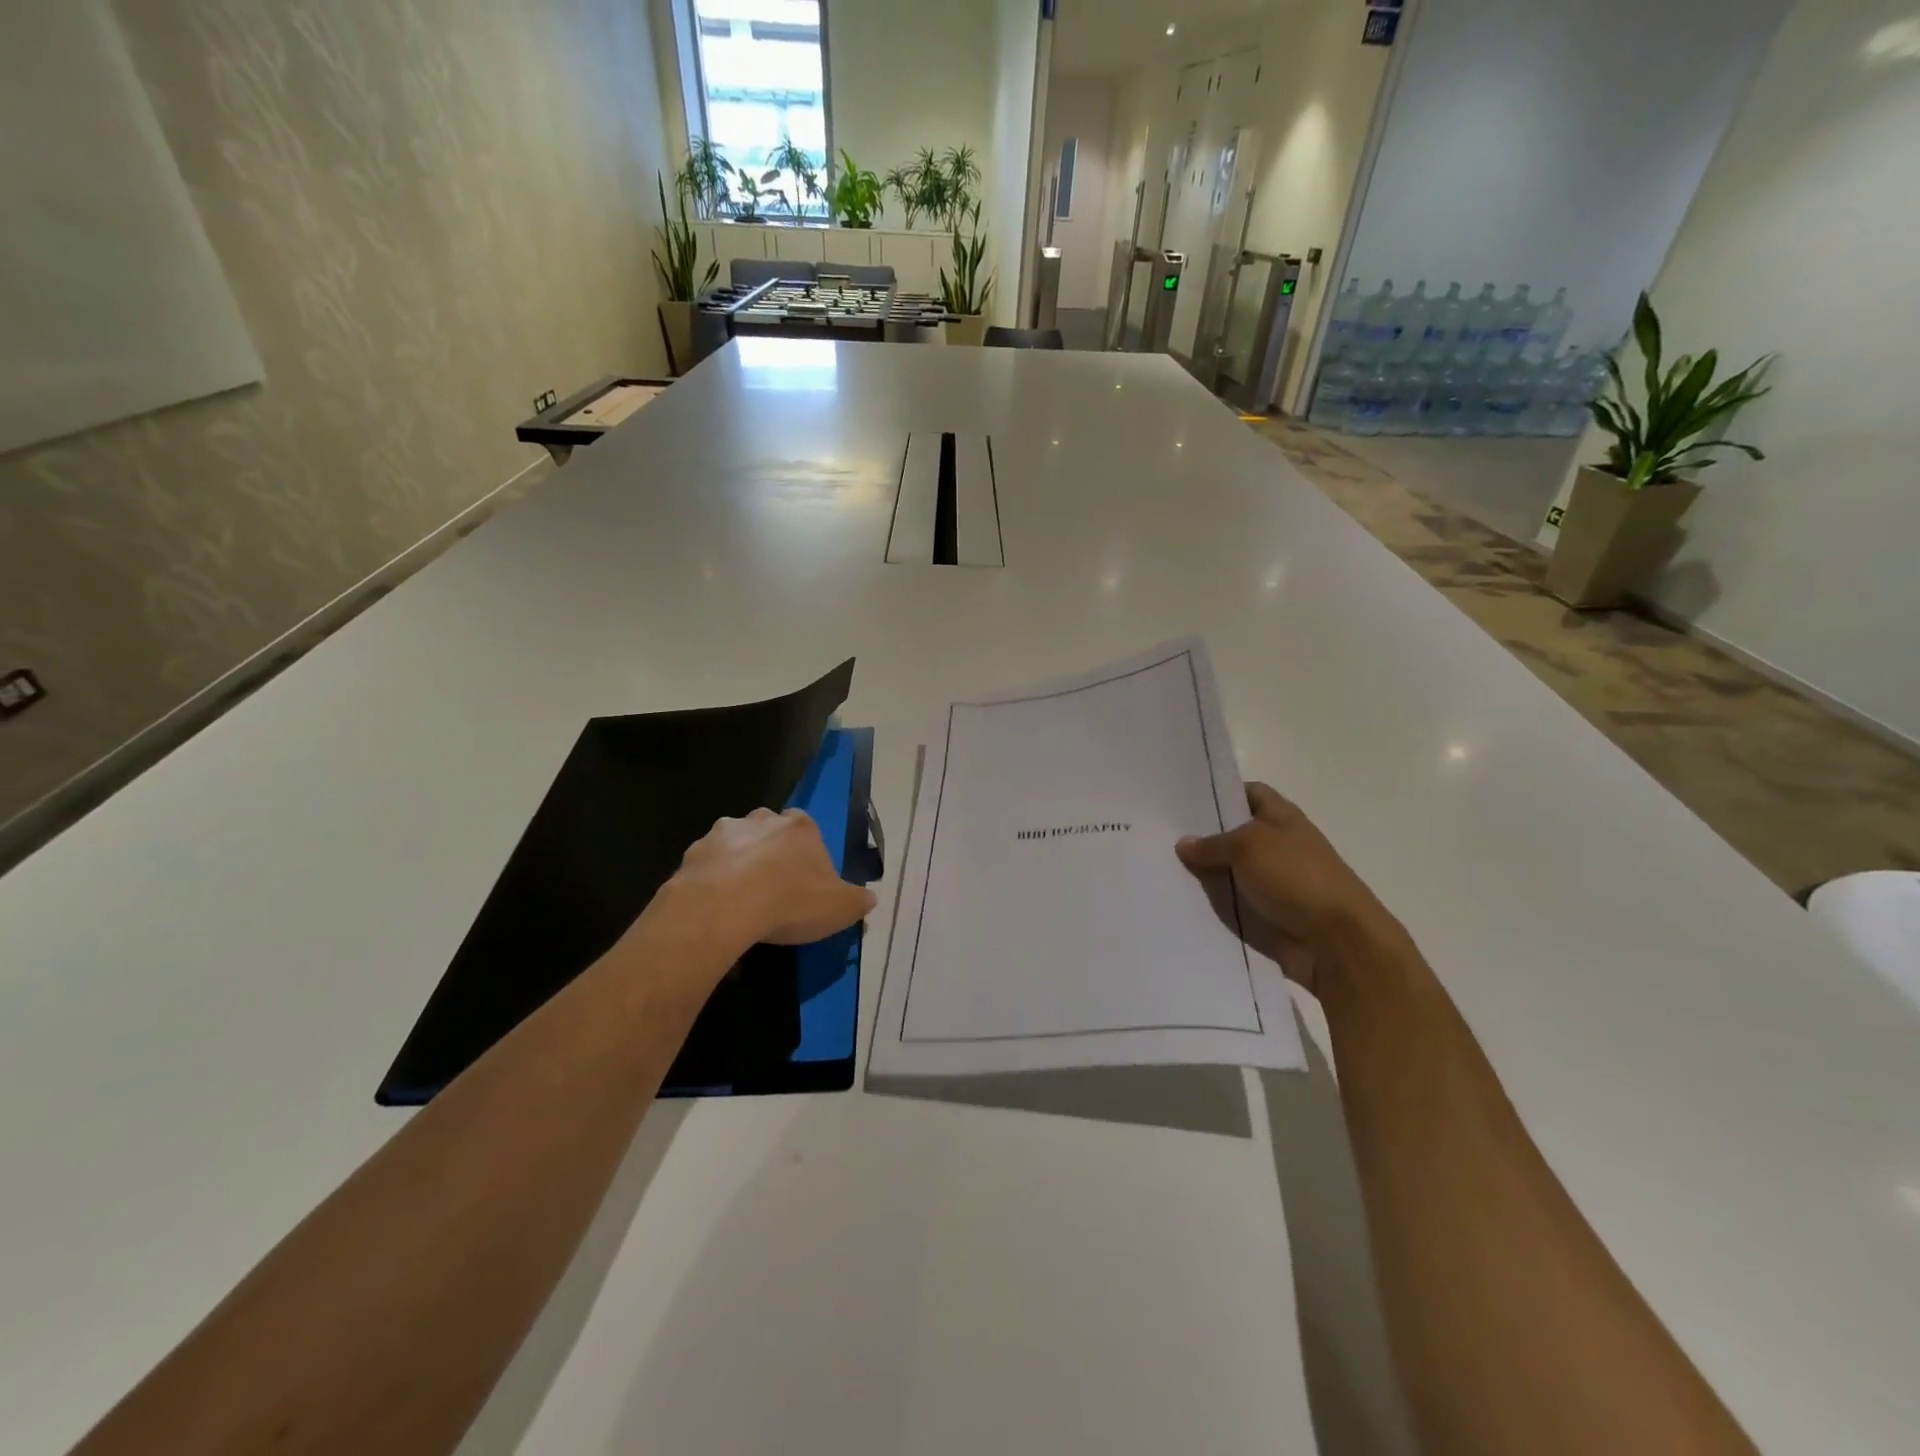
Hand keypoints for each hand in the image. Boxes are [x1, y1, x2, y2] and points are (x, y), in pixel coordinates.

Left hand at [668, 807, 876, 951]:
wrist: (724, 906)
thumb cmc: (791, 901)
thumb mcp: (840, 908)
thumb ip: (858, 901)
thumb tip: (870, 900)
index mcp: (801, 827)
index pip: (807, 829)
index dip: (806, 854)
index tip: (804, 880)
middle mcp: (763, 820)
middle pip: (769, 830)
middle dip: (770, 851)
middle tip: (772, 887)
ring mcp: (724, 833)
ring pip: (735, 842)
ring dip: (738, 862)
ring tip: (740, 898)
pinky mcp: (694, 852)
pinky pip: (707, 863)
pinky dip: (711, 878)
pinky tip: (715, 905)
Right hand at [1176, 782, 1398, 997]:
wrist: (1335, 941)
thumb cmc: (1296, 877)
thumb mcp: (1248, 846)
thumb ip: (1212, 843)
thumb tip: (1184, 843)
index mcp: (1282, 818)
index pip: (1249, 793)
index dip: (1221, 792)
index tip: (1185, 798)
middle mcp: (1279, 846)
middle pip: (1235, 834)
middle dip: (1203, 836)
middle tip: (1161, 835)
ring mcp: (1274, 883)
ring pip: (1230, 871)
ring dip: (1204, 874)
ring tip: (1161, 868)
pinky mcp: (1267, 915)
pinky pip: (1233, 903)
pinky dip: (1212, 904)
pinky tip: (1180, 901)